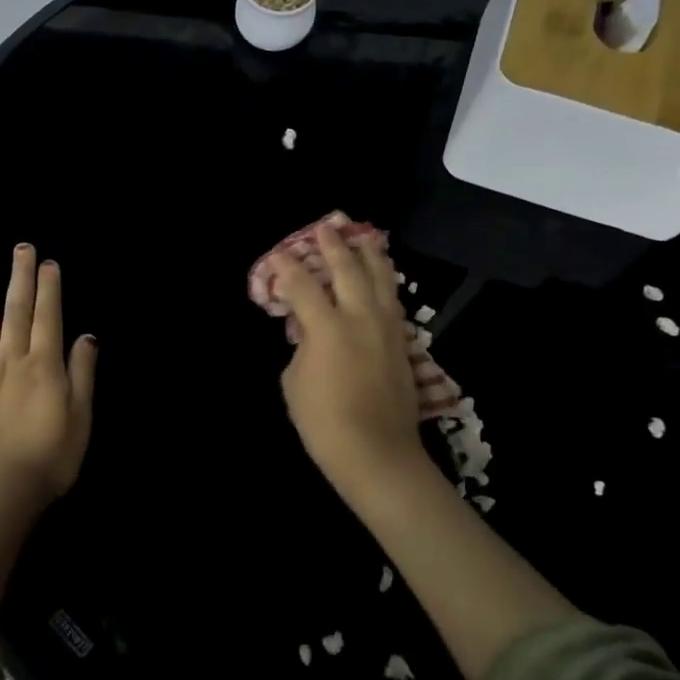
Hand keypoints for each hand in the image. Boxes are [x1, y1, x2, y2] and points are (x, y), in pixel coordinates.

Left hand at [0, 243, 96, 508]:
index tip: (47, 263)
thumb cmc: (49, 458)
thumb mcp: (81, 417)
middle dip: (20, 277)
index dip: (49, 288)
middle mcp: (9, 360)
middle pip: (16, 311)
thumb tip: (85, 336)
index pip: (48, 317)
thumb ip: (82, 373)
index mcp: (43, 365)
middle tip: (20, 247)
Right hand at [271, 222, 428, 505]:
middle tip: (325, 227)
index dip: (286, 267)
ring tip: (364, 236)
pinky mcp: (402, 343)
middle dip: (333, 246)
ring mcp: (386, 328)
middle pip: (347, 270)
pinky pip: (393, 301)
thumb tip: (310, 333)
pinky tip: (383, 276)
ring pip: (380, 279)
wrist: (376, 452)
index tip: (277, 254)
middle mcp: (360, 317)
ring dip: (369, 255)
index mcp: (327, 327)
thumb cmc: (323, 421)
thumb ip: (302, 347)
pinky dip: (385, 282)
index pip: (302, 285)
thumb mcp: (294, 380)